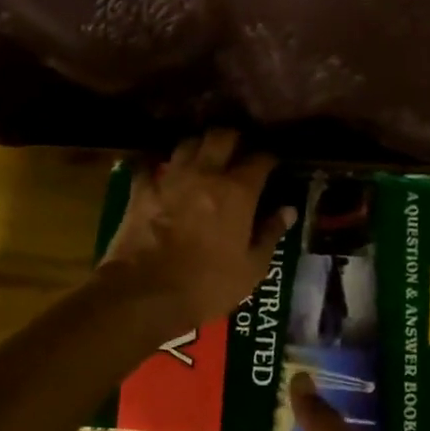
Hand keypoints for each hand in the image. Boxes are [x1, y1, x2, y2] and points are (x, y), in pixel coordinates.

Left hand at [97, 130, 294, 336]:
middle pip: (221, 136)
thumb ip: (270, 234)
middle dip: (233, 138)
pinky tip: (161, 171)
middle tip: (238, 150)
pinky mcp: (141, 190)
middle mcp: (205, 174)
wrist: (144, 295)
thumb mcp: (251, 268)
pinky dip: (157, 164)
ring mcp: (170, 178)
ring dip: (198, 146)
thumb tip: (288, 210)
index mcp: (238, 191)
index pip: (260, 159)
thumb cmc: (206, 286)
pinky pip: (149, 165)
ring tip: (203, 157)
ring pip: (187, 143)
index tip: (273, 163)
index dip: (269, 158)